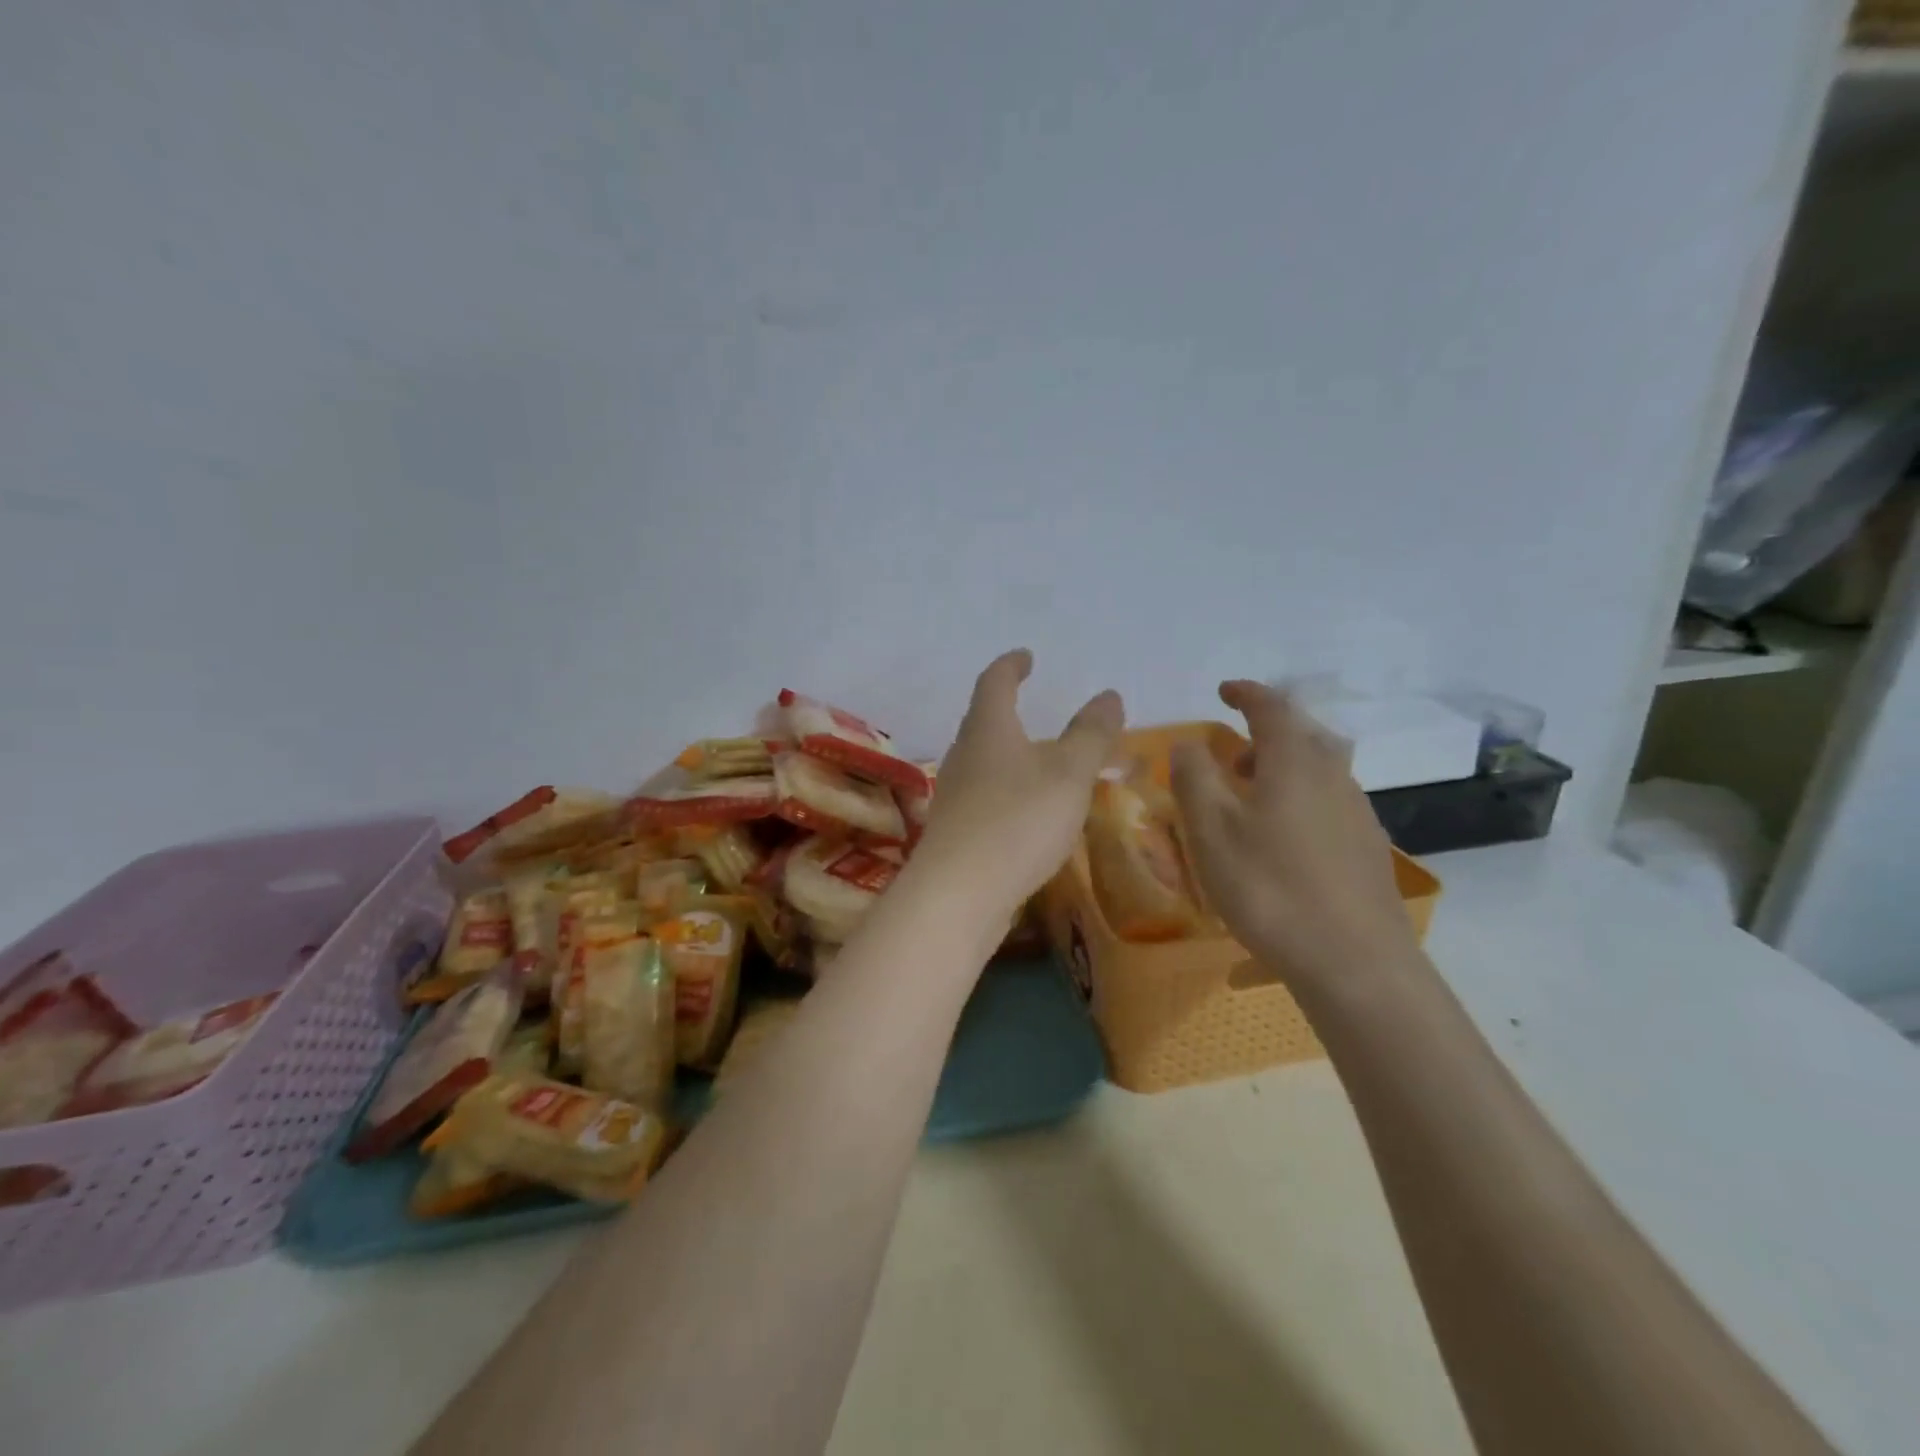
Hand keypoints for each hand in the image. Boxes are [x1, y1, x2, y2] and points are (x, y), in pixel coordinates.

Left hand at [911, 650, 1124, 918]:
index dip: (1011, 665)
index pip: (995, 681)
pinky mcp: (956, 832)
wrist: (958, 894)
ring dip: (1013, 755)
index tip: (1026, 657)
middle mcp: (964, 755)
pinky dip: (1010, 791)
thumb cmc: (1018, 821)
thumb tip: (1108, 695)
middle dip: (1011, 712)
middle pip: (985, 721)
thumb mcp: (1068, 773)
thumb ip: (1091, 734)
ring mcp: (954, 795)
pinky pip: (987, 797)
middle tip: (1037, 710)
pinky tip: (1029, 813)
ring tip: (1044, 763)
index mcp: (988, 728)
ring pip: (986, 762)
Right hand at [1171, 681, 1417, 988]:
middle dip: (1265, 734)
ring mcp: (1357, 813)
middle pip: (1302, 736)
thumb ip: (1194, 778)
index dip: (1245, 693)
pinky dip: (1299, 802)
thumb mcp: (1211, 831)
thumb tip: (1188, 743)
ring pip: (1318, 771)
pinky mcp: (1367, 848)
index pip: (1271, 708)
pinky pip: (1328, 804)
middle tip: (1232, 754)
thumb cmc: (1270, 888)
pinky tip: (1281, 843)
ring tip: (1250, 800)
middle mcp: (1333, 776)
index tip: (1223, 690)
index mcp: (1294, 762)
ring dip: (1282, 770)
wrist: (1355, 962)